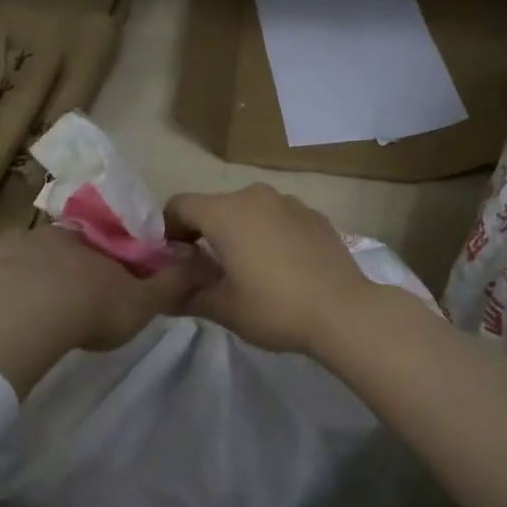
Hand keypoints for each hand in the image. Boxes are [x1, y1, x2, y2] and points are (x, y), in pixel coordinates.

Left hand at [0, 226, 202, 396]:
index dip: (106, 260)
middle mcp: (50, 235)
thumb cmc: (89, 309)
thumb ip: (172, 284)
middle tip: (61, 290)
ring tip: (15, 291)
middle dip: (61, 261)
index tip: (103, 280)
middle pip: (58, 244)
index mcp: (91, 244)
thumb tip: (204, 260)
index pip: (104, 243)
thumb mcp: (142, 304)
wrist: (28, 316)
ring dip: (17, 264)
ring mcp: (8, 245)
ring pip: (14, 248)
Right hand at [163, 184, 376, 354]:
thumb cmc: (274, 307)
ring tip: (248, 269)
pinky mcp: (315, 215)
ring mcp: (289, 202)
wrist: (344, 311)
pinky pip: (278, 218)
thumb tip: (162, 293)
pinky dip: (269, 234)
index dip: (168, 231)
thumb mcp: (222, 308)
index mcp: (225, 212)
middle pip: (214, 206)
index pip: (179, 206)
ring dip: (238, 232)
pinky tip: (282, 267)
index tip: (175, 262)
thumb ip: (184, 295)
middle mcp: (255, 195)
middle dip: (204, 233)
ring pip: (248, 210)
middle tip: (208, 271)